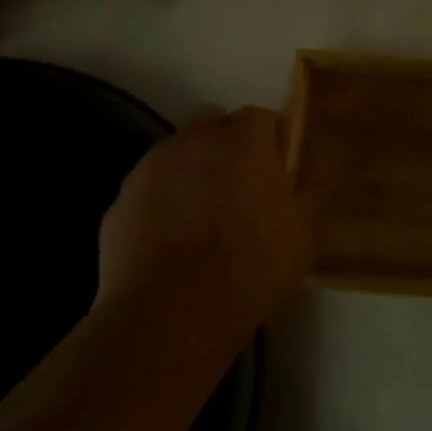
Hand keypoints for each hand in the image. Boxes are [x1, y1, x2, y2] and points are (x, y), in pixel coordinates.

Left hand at [98, 105, 305, 336]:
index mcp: (244, 141)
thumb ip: (310, 194)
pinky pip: (149, 190)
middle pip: (213, 124)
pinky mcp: (119, 202)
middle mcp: (194, 141)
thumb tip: (312, 175)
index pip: (261, 117)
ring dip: (192, 172)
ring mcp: (150, 169)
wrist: (171, 313)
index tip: (278, 172)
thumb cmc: (251, 267)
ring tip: (202, 218)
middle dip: (227, 145)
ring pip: (177, 155)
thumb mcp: (304, 235)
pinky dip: (161, 203)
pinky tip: (171, 242)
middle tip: (241, 187)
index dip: (272, 141)